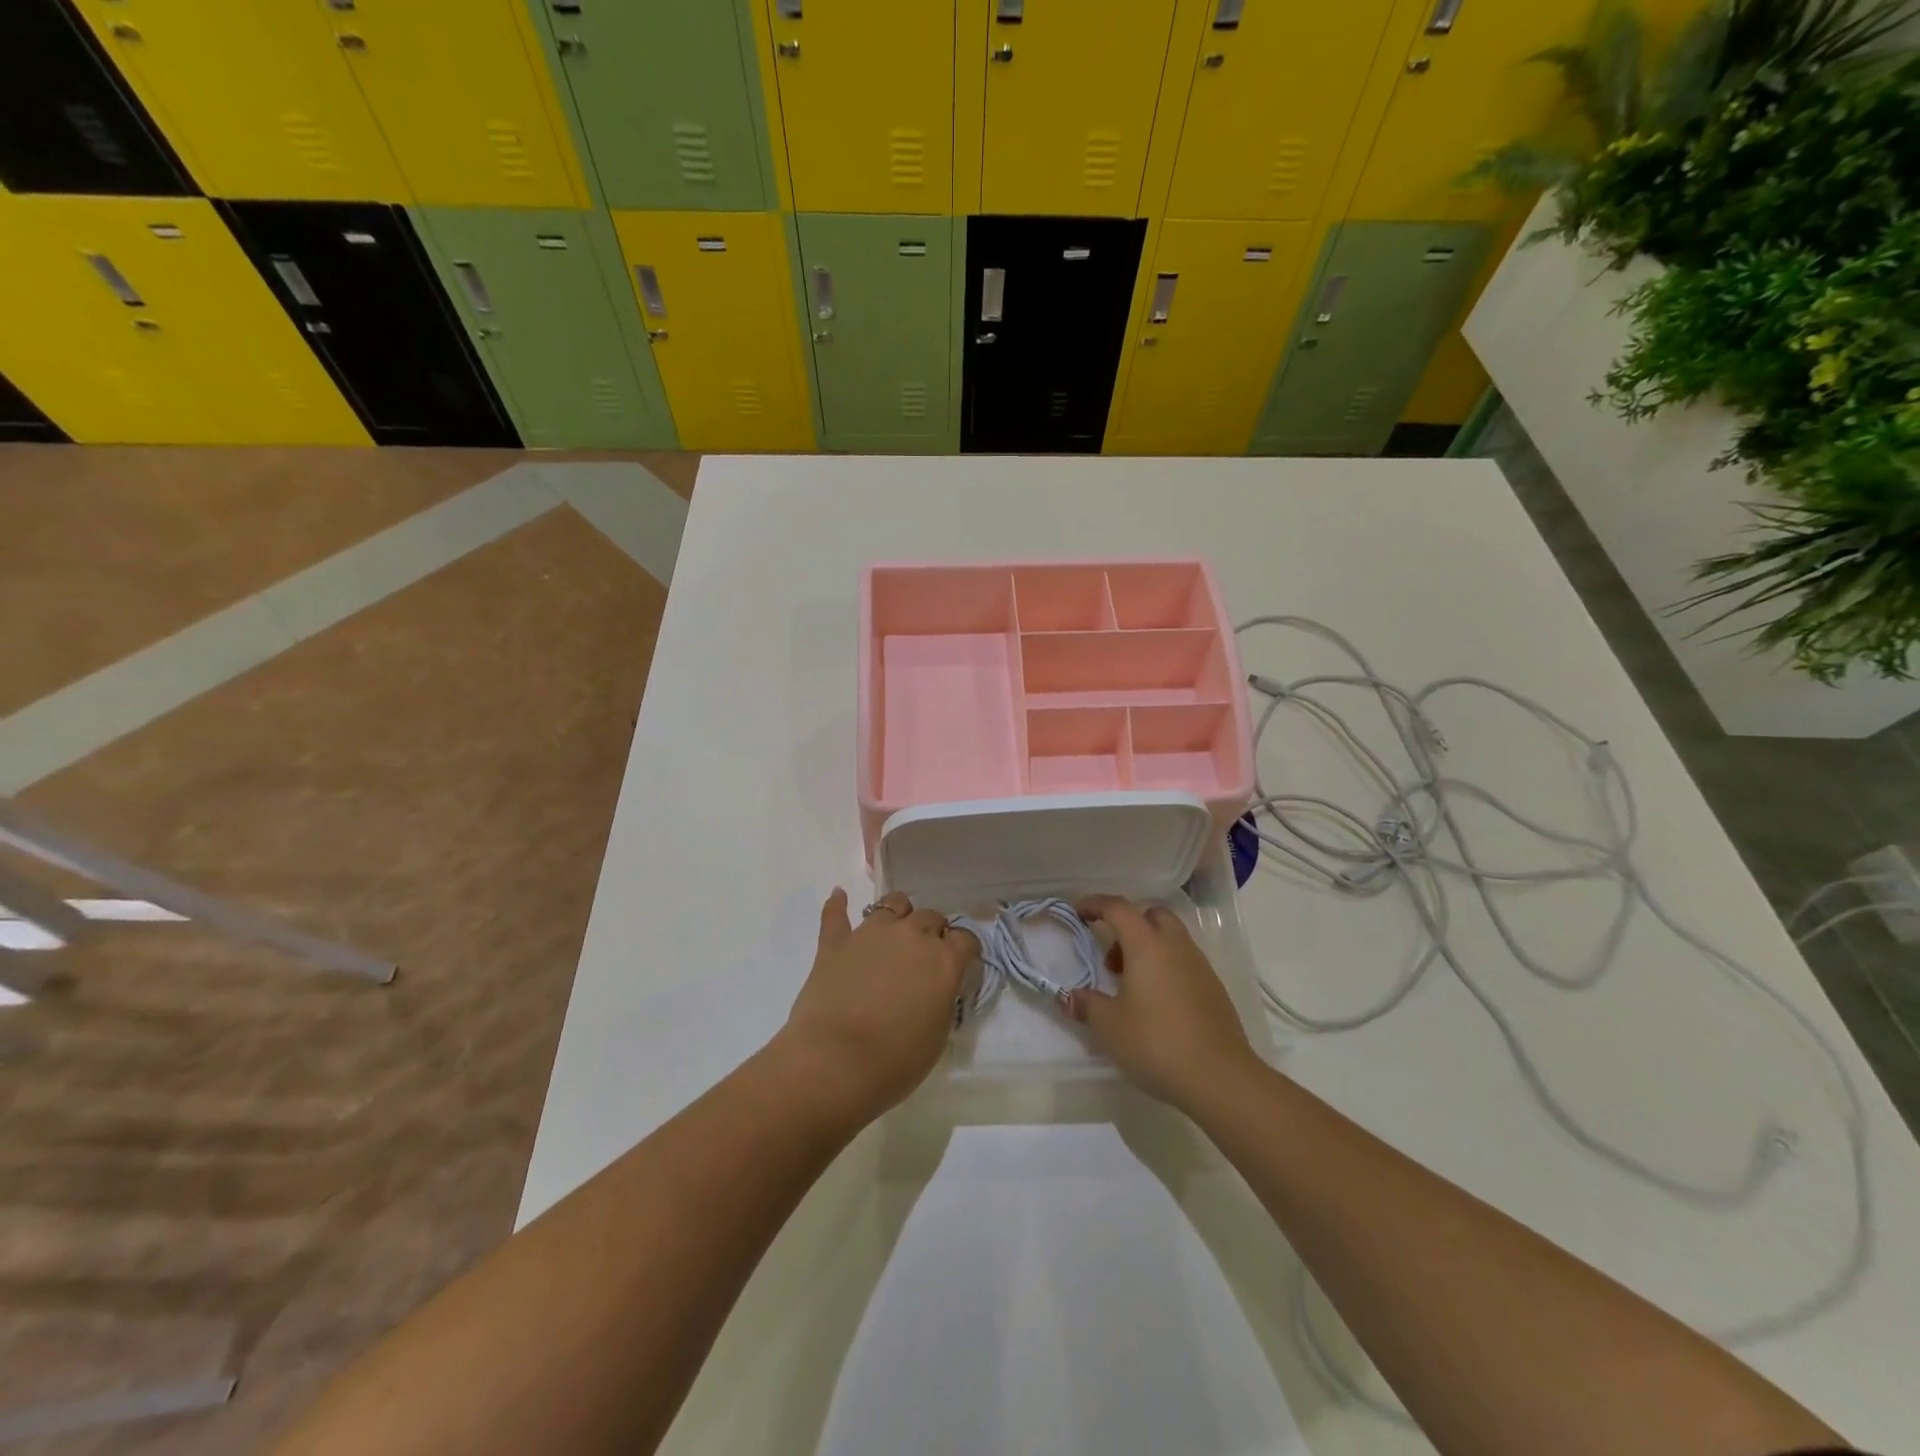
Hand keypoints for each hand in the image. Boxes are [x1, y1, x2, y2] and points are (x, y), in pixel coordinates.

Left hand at [775, 889, 977, 1124]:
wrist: (835, 1063)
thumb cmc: (895, 1061)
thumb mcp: (938, 1035)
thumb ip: (942, 999)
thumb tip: (936, 987)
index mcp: (943, 960)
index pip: (965, 938)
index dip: (964, 949)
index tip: (960, 962)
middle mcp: (911, 935)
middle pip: (931, 916)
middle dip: (933, 932)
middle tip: (925, 956)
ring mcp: (870, 933)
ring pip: (892, 903)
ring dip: (898, 914)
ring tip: (894, 931)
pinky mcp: (835, 942)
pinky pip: (836, 914)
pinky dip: (838, 905)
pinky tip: (839, 896)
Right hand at [1065, 895, 1258, 1111]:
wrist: (1220, 1079)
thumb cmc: (1157, 1043)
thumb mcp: (1109, 1027)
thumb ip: (1087, 1005)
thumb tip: (1070, 997)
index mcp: (1148, 945)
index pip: (1119, 908)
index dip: (1095, 904)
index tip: (1078, 912)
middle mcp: (1176, 947)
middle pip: (1152, 916)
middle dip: (1129, 925)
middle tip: (1110, 956)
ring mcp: (1200, 967)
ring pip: (1171, 939)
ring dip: (1148, 949)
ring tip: (1129, 986)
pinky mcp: (1214, 990)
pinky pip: (1184, 963)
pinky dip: (1165, 969)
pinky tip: (1155, 1004)